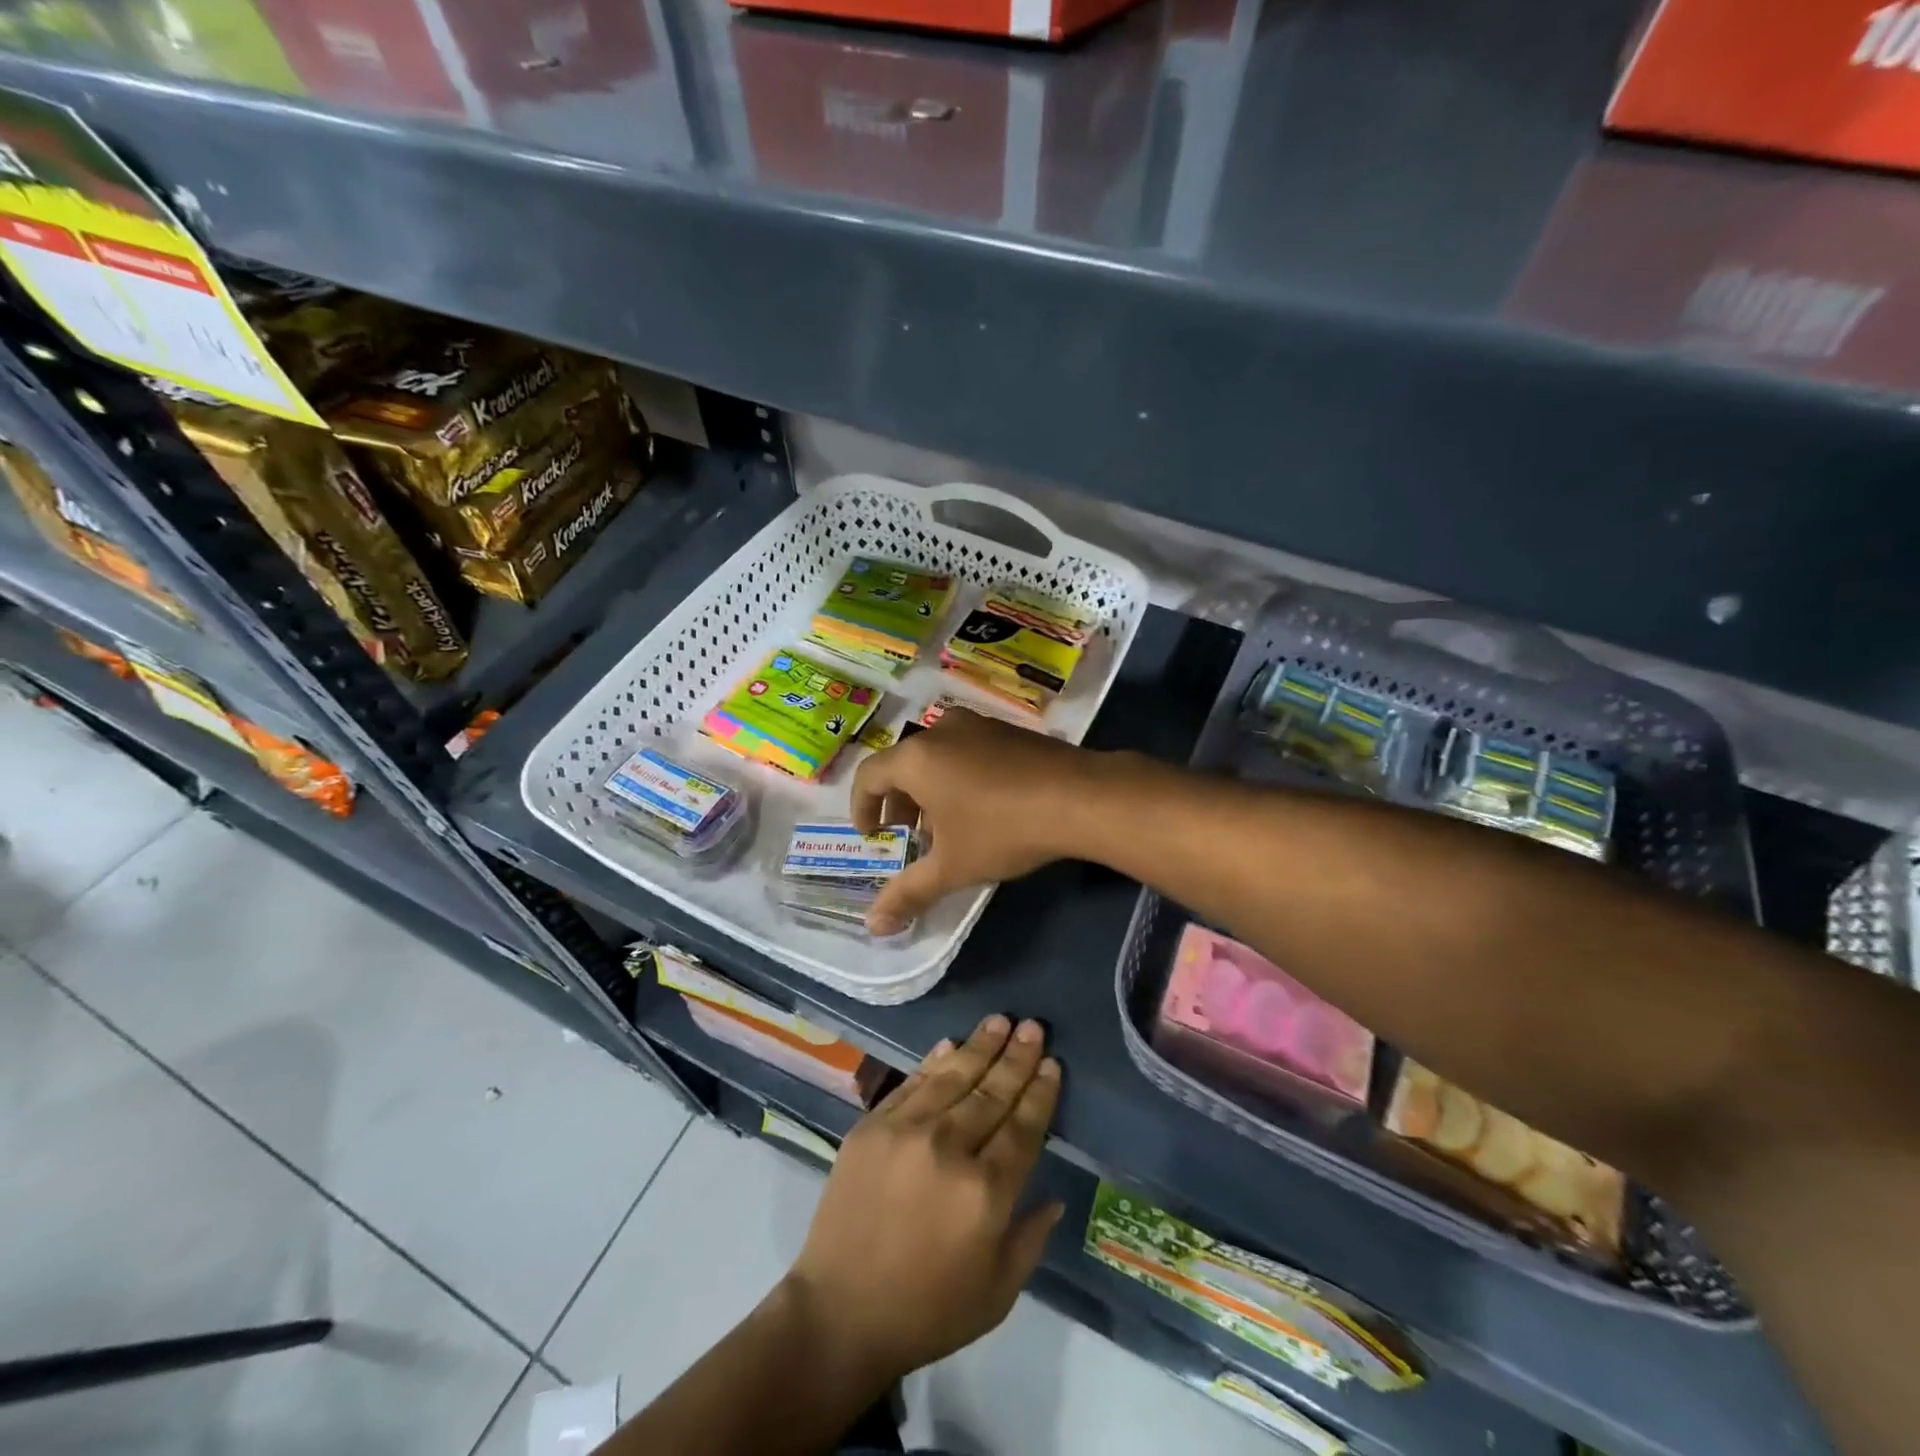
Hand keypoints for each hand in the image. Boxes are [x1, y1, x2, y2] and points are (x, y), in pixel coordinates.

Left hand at [782, 1014, 1064, 1384]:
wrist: (840, 1312)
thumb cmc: (927, 1310)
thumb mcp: (997, 1293)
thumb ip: (1031, 1238)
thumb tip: (1055, 1195)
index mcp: (986, 1192)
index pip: (1023, 1128)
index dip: (1040, 1093)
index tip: (1052, 1063)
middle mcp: (949, 1149)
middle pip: (992, 1093)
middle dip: (1016, 1058)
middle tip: (1033, 1026)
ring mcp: (906, 1131)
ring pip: (953, 1076)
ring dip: (980, 1046)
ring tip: (1000, 1021)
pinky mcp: (872, 1125)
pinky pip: (912, 1083)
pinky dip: (934, 1061)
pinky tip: (952, 1043)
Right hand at [851, 709, 1099, 934]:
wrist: (1080, 797)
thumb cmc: (1002, 829)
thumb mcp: (953, 866)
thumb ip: (909, 892)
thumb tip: (874, 926)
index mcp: (917, 757)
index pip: (869, 777)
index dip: (862, 809)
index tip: (873, 836)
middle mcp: (942, 731)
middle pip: (904, 764)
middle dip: (900, 803)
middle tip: (909, 836)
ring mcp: (980, 725)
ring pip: (938, 756)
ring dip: (932, 790)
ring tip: (948, 826)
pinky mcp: (1010, 730)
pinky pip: (968, 750)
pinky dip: (960, 776)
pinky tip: (985, 808)